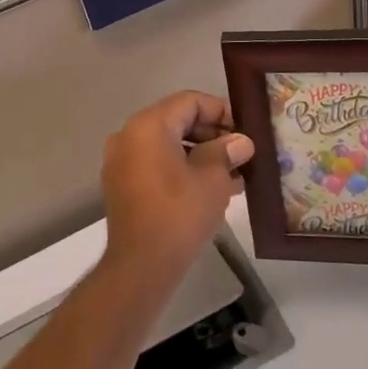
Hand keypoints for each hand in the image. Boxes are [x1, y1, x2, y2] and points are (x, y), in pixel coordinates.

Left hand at [99, 91, 253, 291]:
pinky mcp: (122, 185)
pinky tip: (211, 189)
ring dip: (200, 155)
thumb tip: (241, 142)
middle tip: (242, 153)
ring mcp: (122, 161)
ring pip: (168, 145)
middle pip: (177, 121)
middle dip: (213, 135)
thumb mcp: (213, 179)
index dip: (221, 111)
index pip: (190, 101)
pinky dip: (182, 170)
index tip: (245, 130)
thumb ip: (226, 152)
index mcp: (148, 125)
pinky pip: (156, 165)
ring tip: (234, 175)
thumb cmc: (179, 214)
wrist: (140, 267)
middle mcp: (129, 135)